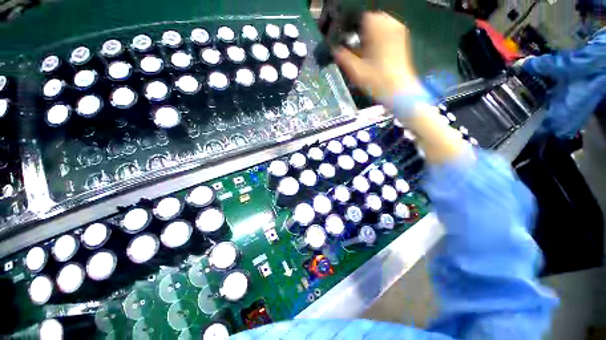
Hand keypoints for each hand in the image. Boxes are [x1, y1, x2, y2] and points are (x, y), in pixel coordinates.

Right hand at [334, 12, 420, 100]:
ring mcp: (398, 30)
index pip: (357, 16)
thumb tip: (333, 50)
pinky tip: (371, 50)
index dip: (346, 25)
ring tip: (359, 47)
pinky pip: (386, 30)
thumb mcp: (355, 70)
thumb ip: (342, 57)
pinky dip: (376, 36)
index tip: (340, 37)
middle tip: (348, 43)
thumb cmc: (376, 80)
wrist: (399, 91)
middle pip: (368, 18)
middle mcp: (389, 22)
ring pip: (377, 24)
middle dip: (357, 29)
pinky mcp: (402, 39)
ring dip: (366, 33)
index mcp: (376, 25)